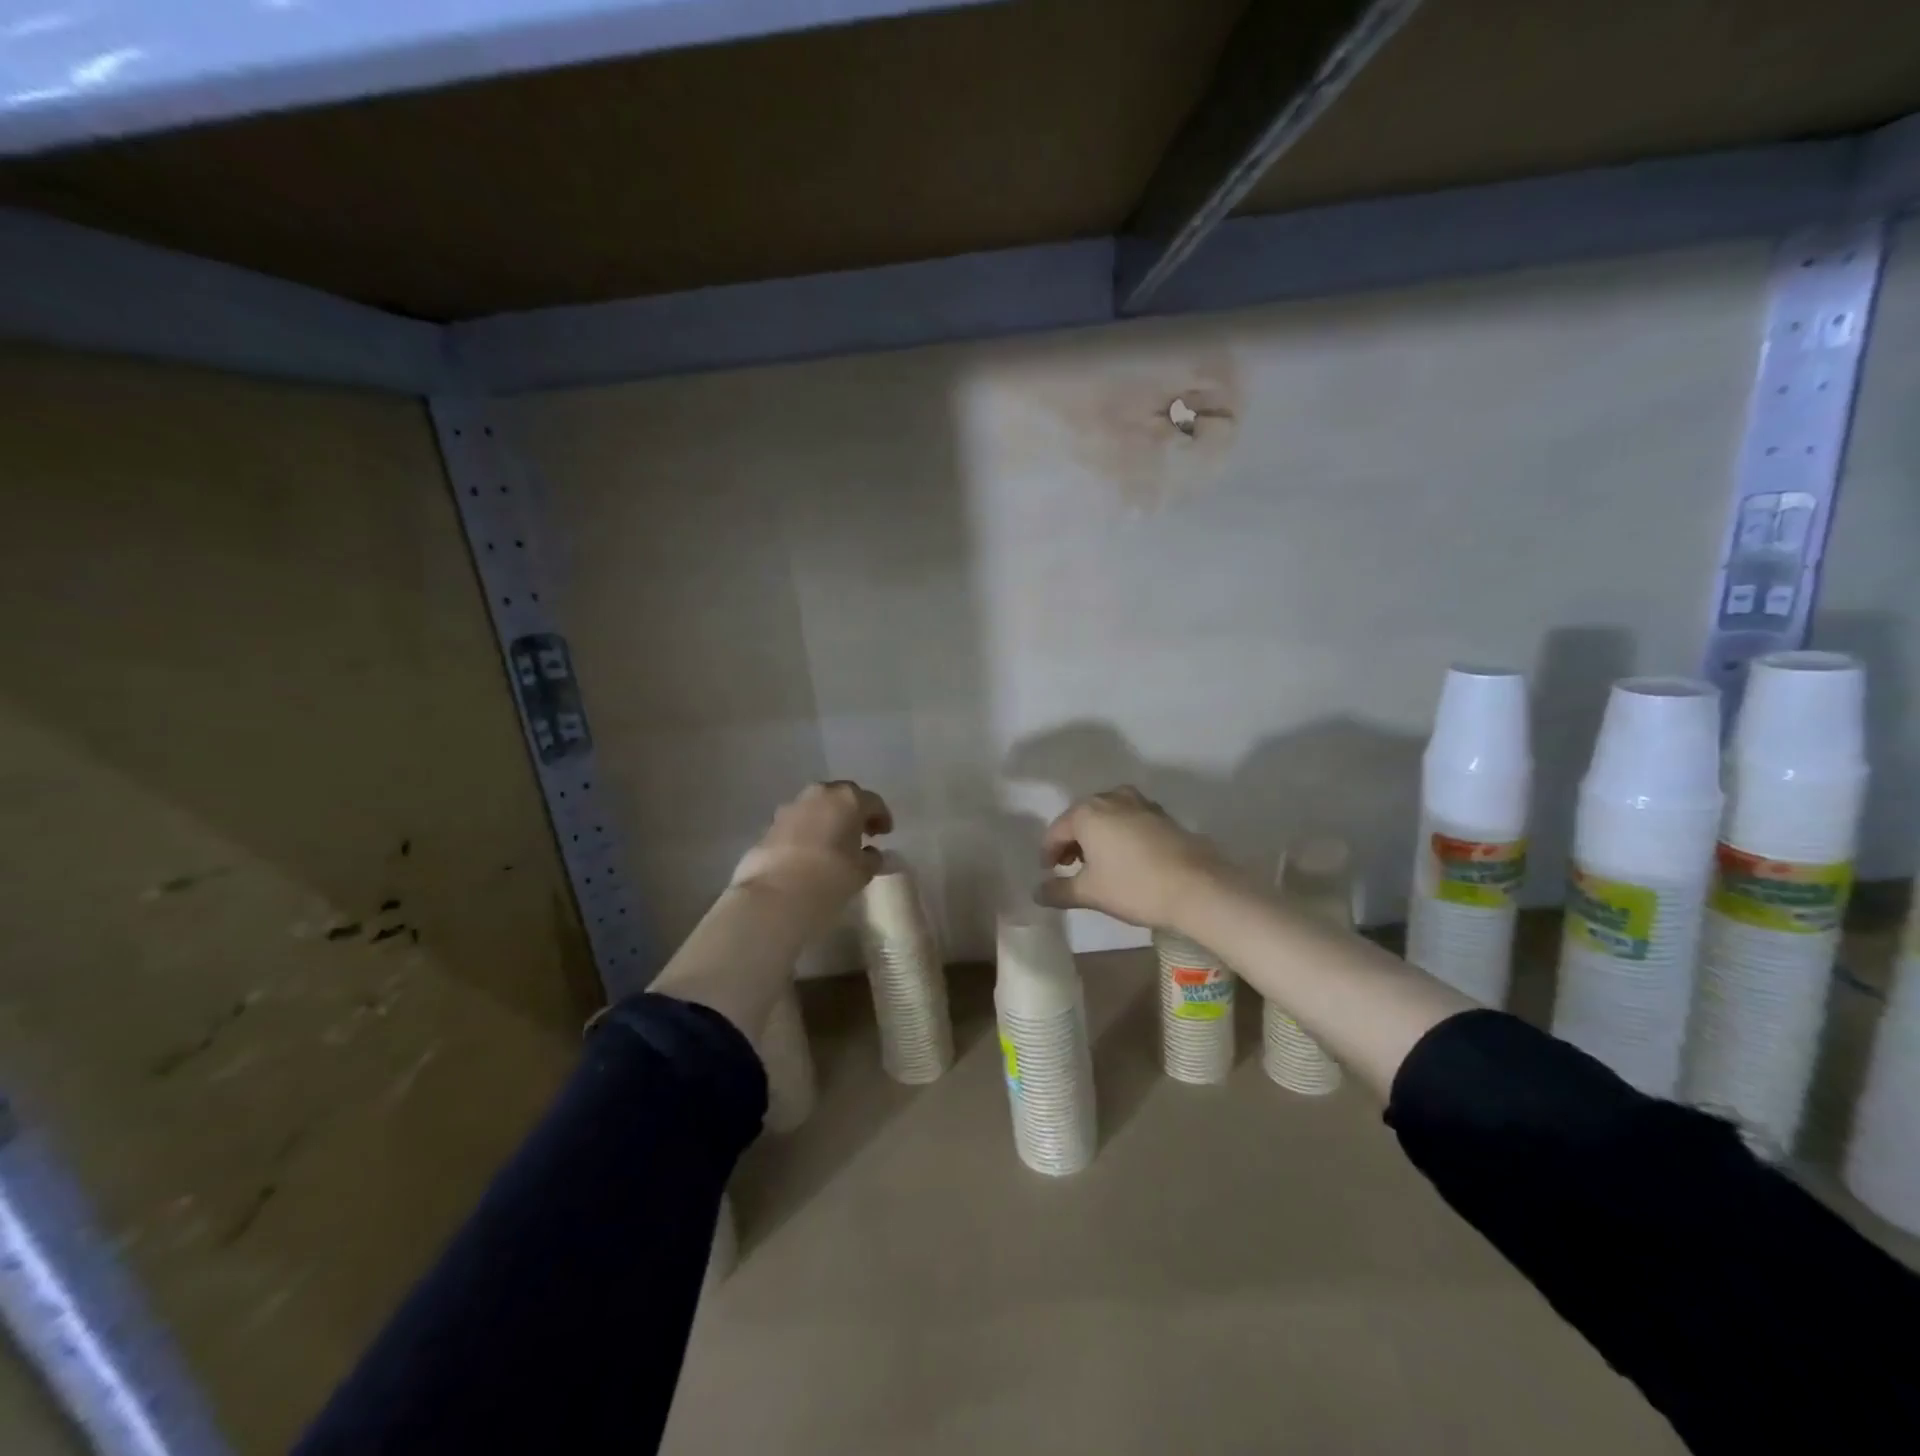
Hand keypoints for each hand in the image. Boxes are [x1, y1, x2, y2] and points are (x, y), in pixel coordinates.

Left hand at [731, 780, 892, 922]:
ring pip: (817, 807)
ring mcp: (792, 807)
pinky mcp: (771, 825)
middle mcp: (820, 795)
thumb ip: (871, 858)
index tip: (885, 833)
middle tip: (862, 832)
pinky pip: (798, 822)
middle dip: (853, 812)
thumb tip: (872, 854)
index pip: (872, 801)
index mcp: (848, 799)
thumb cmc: (830, 877)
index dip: (881, 817)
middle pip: (842, 797)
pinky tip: (811, 851)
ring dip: (828, 819)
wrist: (776, 894)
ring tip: (834, 842)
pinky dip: (808, 830)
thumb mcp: (862, 872)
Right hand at [1035, 786, 1236, 929]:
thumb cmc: (1134, 886)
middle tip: (1069, 867)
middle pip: (1081, 818)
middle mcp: (1111, 798)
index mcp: (1087, 812)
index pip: (1056, 831)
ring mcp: (1140, 803)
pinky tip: (1125, 856)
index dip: (1048, 853)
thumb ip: (1059, 890)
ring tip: (1097, 861)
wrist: (1198, 887)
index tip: (1048, 873)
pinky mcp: (1162, 815)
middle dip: (1072, 841)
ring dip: (1096, 835)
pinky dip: (1119, 833)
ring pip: (1107, 815)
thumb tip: (1036, 892)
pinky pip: (1129, 818)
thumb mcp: (1090, 893)